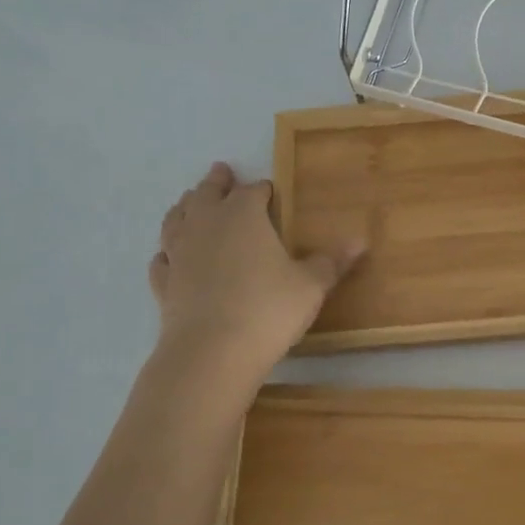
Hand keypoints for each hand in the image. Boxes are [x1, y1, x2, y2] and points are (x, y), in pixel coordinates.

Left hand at [149, 162, 362, 379]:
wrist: (211, 353)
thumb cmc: (268, 310)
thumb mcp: (311, 285)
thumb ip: (332, 262)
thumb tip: (361, 240)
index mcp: (243, 216)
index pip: (252, 191)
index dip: (261, 189)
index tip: (268, 190)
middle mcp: (206, 225)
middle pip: (207, 195)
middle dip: (216, 183)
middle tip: (220, 172)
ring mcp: (180, 254)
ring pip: (177, 220)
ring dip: (185, 208)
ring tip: (189, 202)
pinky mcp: (164, 284)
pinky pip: (163, 260)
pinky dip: (167, 253)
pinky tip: (169, 257)